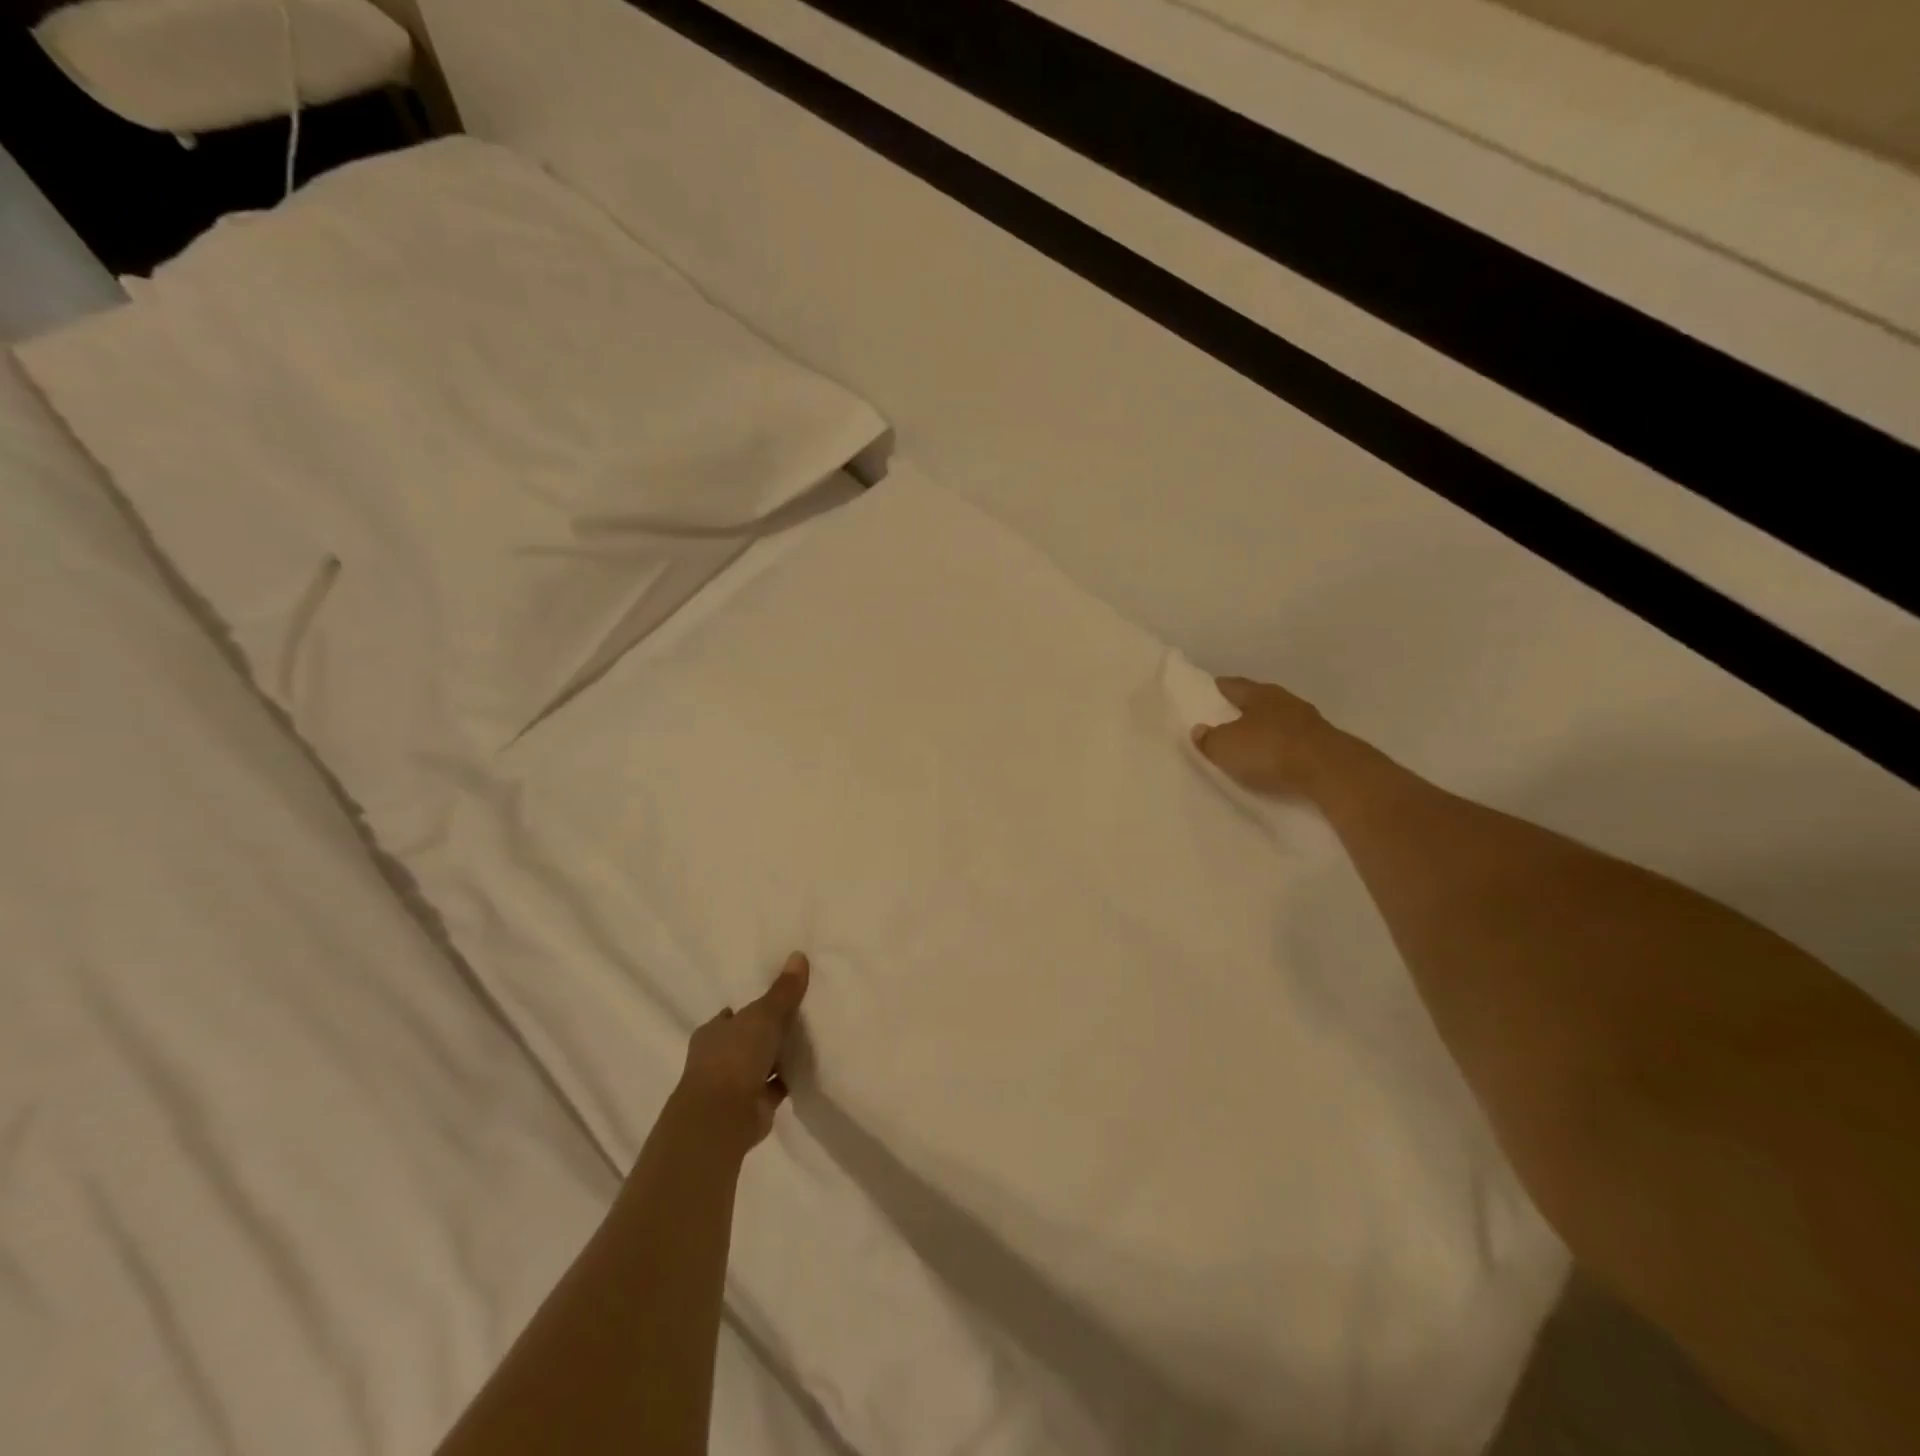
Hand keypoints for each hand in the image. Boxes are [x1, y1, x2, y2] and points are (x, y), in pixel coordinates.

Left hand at [677, 953, 810, 1151]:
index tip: (775, 1000)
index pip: (732, 1016)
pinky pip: (774, 1086)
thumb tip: (798, 954)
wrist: (722, 1117)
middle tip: (798, 1018)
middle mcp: (718, 1057)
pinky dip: (788, 1079)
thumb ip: (783, 990)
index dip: (751, 1009)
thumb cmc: (735, 1057)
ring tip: (810, 1040)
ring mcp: (732, 1085)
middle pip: (747, 1039)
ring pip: (760, 1064)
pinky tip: (810, 1068)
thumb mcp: (764, 1015)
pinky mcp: (751, 1106)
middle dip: (766, 1033)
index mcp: (713, 1032)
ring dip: (778, 1057)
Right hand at [1190, 676, 1338, 798]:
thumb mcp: (1226, 747)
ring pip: (1277, 720)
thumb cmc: (1270, 749)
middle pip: (1257, 701)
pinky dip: (1281, 748)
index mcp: (1259, 693)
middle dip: (1241, 710)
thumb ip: (1209, 739)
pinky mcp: (1323, 744)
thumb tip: (1198, 729)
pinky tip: (1273, 759)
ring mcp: (1308, 721)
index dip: (1216, 690)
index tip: (1204, 695)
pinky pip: (1292, 742)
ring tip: (1248, 744)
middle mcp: (1284, 700)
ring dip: (1264, 730)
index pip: (1232, 685)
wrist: (1329, 770)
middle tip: (1222, 721)